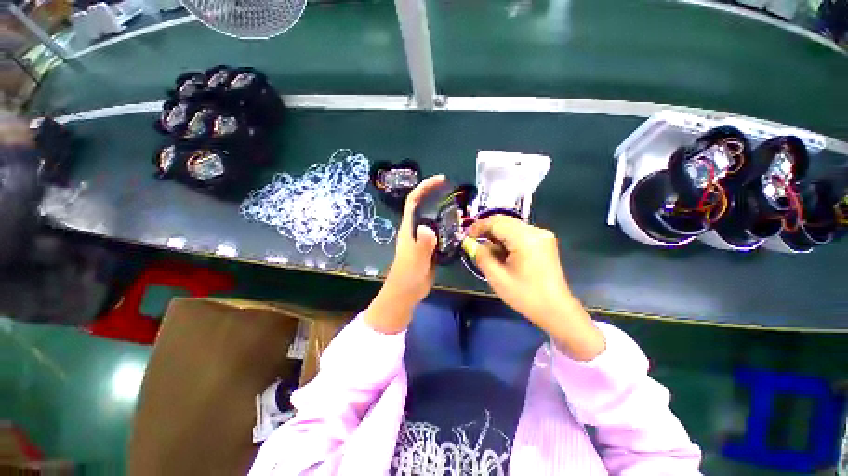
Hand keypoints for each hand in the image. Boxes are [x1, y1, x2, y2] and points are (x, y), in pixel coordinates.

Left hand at [365, 175, 445, 333]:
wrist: (407, 292)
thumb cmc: (407, 276)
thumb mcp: (415, 260)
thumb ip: (422, 245)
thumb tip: (428, 228)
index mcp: (408, 228)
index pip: (414, 201)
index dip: (425, 187)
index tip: (440, 180)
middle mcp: (415, 229)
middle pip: (424, 206)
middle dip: (436, 195)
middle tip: (454, 192)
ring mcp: (423, 238)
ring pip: (433, 219)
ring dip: (444, 211)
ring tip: (460, 208)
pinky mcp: (430, 247)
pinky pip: (439, 232)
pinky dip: (448, 226)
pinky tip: (459, 227)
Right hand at [468, 215, 604, 359]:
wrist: (556, 309)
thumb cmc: (526, 296)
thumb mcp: (497, 278)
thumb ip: (481, 257)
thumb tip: (470, 244)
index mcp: (526, 239)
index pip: (497, 222)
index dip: (479, 226)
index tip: (466, 236)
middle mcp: (536, 231)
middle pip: (504, 221)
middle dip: (487, 230)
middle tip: (473, 242)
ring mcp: (542, 235)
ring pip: (511, 226)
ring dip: (496, 235)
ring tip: (486, 251)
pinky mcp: (544, 241)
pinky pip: (519, 233)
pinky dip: (506, 239)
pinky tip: (501, 253)